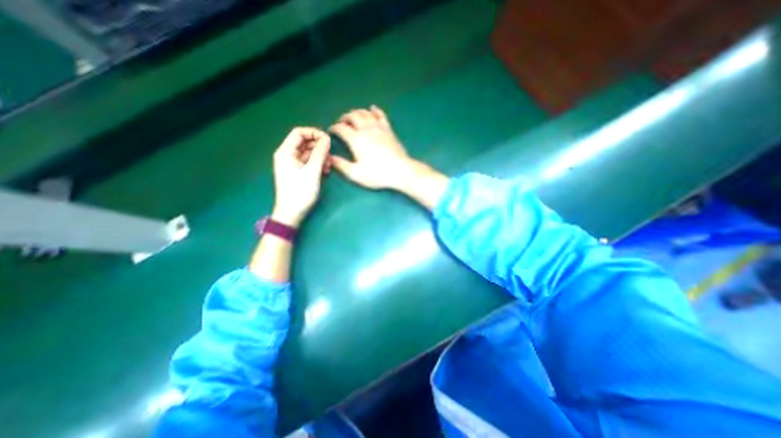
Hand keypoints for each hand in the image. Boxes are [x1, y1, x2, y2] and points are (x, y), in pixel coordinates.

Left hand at [271, 126, 329, 227]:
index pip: (299, 132)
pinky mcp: (297, 172)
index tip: (328, 140)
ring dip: (320, 157)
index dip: (314, 133)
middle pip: (305, 142)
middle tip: (329, 157)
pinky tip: (325, 172)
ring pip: (309, 153)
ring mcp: (292, 164)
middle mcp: (287, 155)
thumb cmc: (300, 192)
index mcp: (286, 151)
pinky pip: (309, 162)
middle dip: (319, 148)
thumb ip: (320, 153)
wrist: (291, 213)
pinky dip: (317, 164)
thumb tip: (327, 139)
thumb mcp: (312, 171)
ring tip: (328, 168)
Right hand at [333, 105, 424, 191]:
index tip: (331, 131)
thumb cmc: (377, 174)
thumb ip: (341, 165)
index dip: (334, 128)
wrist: (400, 171)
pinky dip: (375, 110)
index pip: (341, 128)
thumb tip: (329, 157)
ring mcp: (379, 128)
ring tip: (353, 116)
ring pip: (365, 113)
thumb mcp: (356, 174)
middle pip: (352, 116)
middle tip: (341, 123)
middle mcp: (366, 129)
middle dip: (344, 118)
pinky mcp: (388, 130)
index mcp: (356, 139)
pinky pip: (381, 115)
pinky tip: (372, 109)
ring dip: (356, 112)